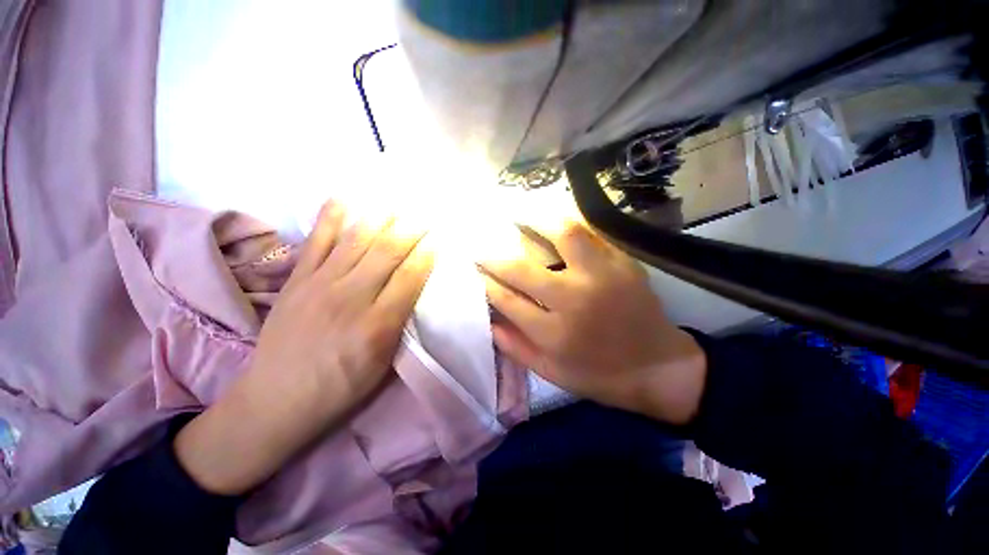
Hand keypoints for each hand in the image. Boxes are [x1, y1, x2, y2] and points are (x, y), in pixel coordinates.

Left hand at [175, 203, 432, 494]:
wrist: (276, 400)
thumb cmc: (341, 387)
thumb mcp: (383, 365)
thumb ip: (401, 324)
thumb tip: (416, 291)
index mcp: (377, 324)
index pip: (410, 277)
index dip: (427, 254)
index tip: (440, 237)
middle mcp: (350, 298)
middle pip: (387, 253)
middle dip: (410, 230)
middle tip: (425, 214)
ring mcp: (319, 285)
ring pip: (356, 242)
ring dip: (380, 218)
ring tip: (396, 203)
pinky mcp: (296, 281)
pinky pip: (315, 242)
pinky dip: (330, 218)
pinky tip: (343, 199)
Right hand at [480, 220, 705, 424]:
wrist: (660, 367)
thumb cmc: (601, 375)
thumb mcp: (552, 373)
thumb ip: (515, 347)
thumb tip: (488, 319)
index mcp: (554, 333)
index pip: (506, 299)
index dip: (486, 282)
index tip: (476, 271)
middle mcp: (574, 300)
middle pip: (522, 269)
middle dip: (495, 257)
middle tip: (483, 247)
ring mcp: (602, 276)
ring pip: (562, 235)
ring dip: (534, 222)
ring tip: (518, 217)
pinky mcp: (623, 263)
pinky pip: (590, 233)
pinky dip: (567, 225)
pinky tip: (553, 222)